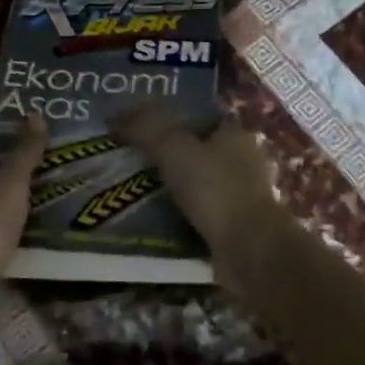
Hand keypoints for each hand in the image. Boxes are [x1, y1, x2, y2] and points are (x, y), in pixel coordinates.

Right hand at [115, 105, 285, 266]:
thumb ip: (145, 129)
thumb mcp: (173, 149)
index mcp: (236, 133)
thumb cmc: (214, 189)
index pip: (202, 117)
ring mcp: (246, 195)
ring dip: (179, 188)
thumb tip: (115, 116)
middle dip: (173, 156)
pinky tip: (162, 219)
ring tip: (142, 192)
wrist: (249, 249)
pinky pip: (204, 212)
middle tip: (136, 162)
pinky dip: (185, 214)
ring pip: (203, 183)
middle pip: (202, 150)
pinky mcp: (240, 225)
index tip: (143, 129)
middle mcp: (246, 159)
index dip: (173, 119)